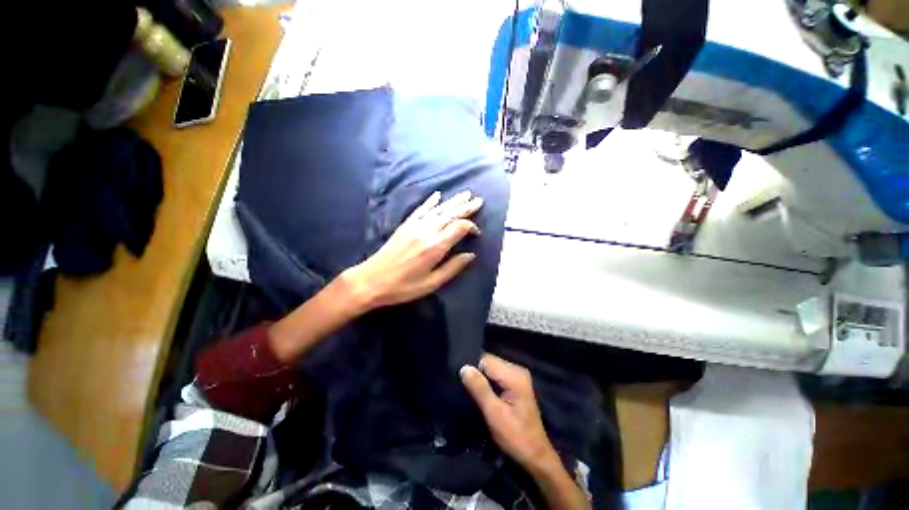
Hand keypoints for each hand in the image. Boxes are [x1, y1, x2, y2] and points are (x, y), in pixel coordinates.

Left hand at [342, 190, 482, 310]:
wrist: (371, 280)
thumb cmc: (403, 287)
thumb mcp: (431, 283)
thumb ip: (453, 267)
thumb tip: (470, 255)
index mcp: (435, 246)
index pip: (459, 228)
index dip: (471, 227)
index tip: (477, 233)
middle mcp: (427, 231)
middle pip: (450, 214)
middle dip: (466, 207)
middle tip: (479, 201)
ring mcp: (414, 226)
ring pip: (438, 209)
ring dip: (453, 201)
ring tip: (466, 194)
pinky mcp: (405, 225)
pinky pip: (421, 209)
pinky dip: (430, 202)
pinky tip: (438, 195)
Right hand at [460, 353, 558, 470]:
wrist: (536, 456)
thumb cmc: (515, 437)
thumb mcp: (494, 413)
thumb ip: (479, 388)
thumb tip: (464, 367)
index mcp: (514, 375)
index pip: (486, 360)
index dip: (472, 368)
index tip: (461, 381)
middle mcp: (517, 370)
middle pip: (489, 362)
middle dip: (476, 372)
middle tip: (466, 389)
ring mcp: (517, 376)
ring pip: (491, 368)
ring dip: (481, 378)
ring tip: (471, 391)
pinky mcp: (515, 383)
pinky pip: (496, 375)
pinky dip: (487, 382)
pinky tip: (482, 393)